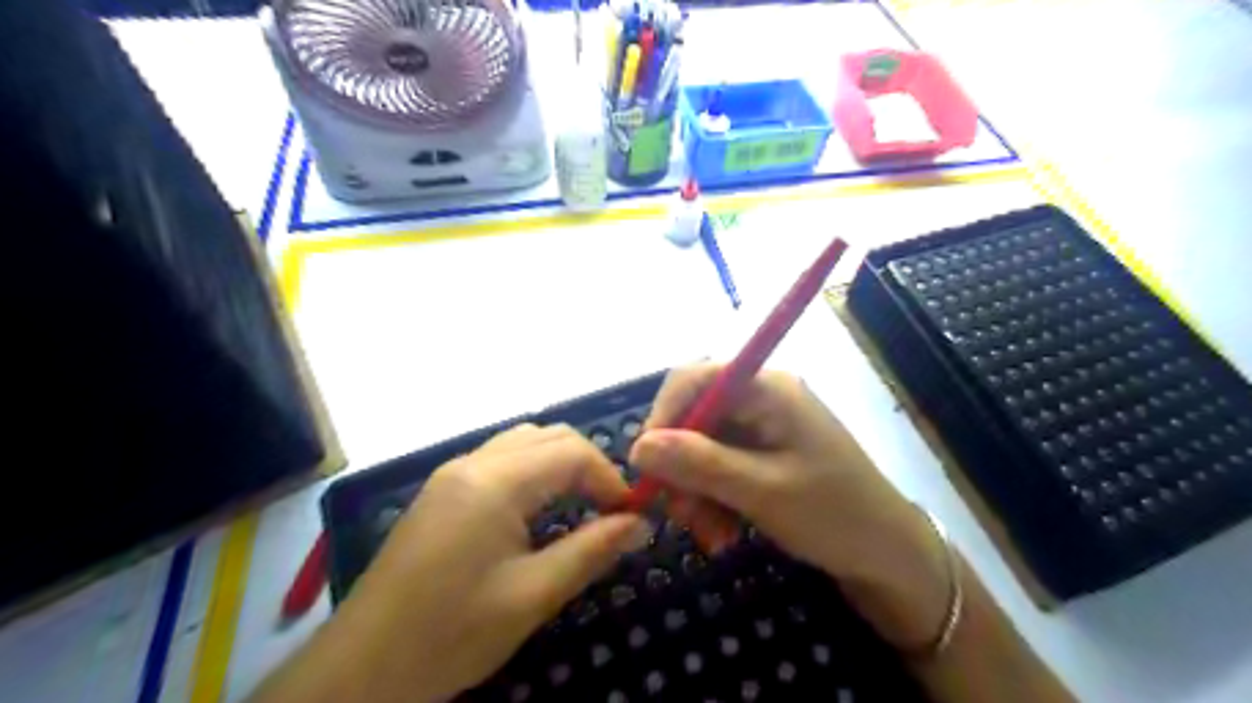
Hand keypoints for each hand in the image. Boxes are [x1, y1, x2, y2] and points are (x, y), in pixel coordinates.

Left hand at [326, 422, 649, 701]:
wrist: (361, 668)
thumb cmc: (451, 633)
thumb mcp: (532, 595)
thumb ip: (592, 551)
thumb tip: (640, 523)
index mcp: (494, 482)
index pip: (571, 451)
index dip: (609, 477)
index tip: (630, 514)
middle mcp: (472, 463)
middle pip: (548, 436)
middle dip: (588, 464)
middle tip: (610, 509)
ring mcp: (452, 474)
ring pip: (523, 443)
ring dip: (560, 464)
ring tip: (581, 505)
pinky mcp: (442, 491)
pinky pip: (500, 460)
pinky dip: (533, 472)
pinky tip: (539, 509)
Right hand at [632, 365, 955, 649]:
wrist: (889, 555)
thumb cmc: (835, 515)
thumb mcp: (763, 492)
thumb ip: (700, 464)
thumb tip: (637, 447)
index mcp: (768, 388)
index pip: (694, 378)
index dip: (662, 416)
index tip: (645, 465)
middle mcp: (761, 398)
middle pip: (694, 417)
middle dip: (680, 468)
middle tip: (680, 517)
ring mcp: (762, 426)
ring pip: (701, 447)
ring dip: (695, 492)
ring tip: (711, 536)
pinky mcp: (763, 453)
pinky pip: (718, 467)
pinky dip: (712, 498)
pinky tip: (723, 533)